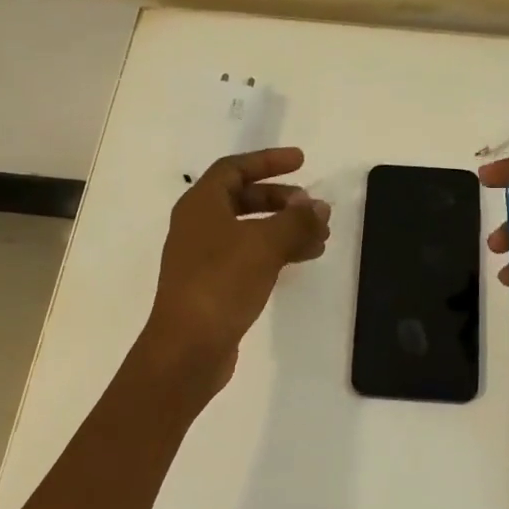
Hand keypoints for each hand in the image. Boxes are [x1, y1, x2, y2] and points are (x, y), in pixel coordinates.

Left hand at [142, 147, 330, 391]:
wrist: (188, 347)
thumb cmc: (221, 282)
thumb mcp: (265, 244)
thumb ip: (296, 221)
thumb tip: (319, 207)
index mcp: (200, 205)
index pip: (234, 168)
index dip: (268, 161)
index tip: (301, 161)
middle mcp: (198, 225)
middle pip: (243, 198)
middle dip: (281, 199)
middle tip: (312, 208)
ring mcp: (204, 257)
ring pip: (250, 230)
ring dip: (284, 228)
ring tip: (320, 237)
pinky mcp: (214, 285)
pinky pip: (250, 256)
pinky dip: (276, 252)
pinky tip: (302, 259)